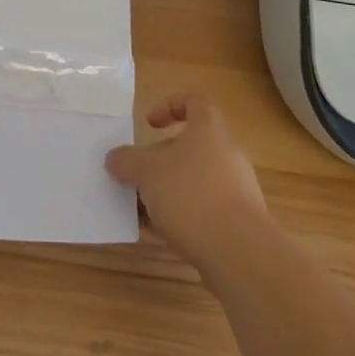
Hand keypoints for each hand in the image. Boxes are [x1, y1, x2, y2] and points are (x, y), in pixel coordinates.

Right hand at [105, 95, 270, 272]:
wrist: (240, 253)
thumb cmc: (191, 195)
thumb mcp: (147, 172)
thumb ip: (127, 161)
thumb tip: (114, 158)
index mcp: (209, 130)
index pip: (194, 102)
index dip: (170, 106)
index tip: (149, 124)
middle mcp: (226, 154)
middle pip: (190, 146)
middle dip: (160, 160)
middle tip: (138, 175)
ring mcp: (236, 189)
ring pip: (195, 180)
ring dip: (168, 191)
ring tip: (142, 209)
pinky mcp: (238, 222)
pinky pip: (204, 209)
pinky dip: (182, 215)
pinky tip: (160, 233)